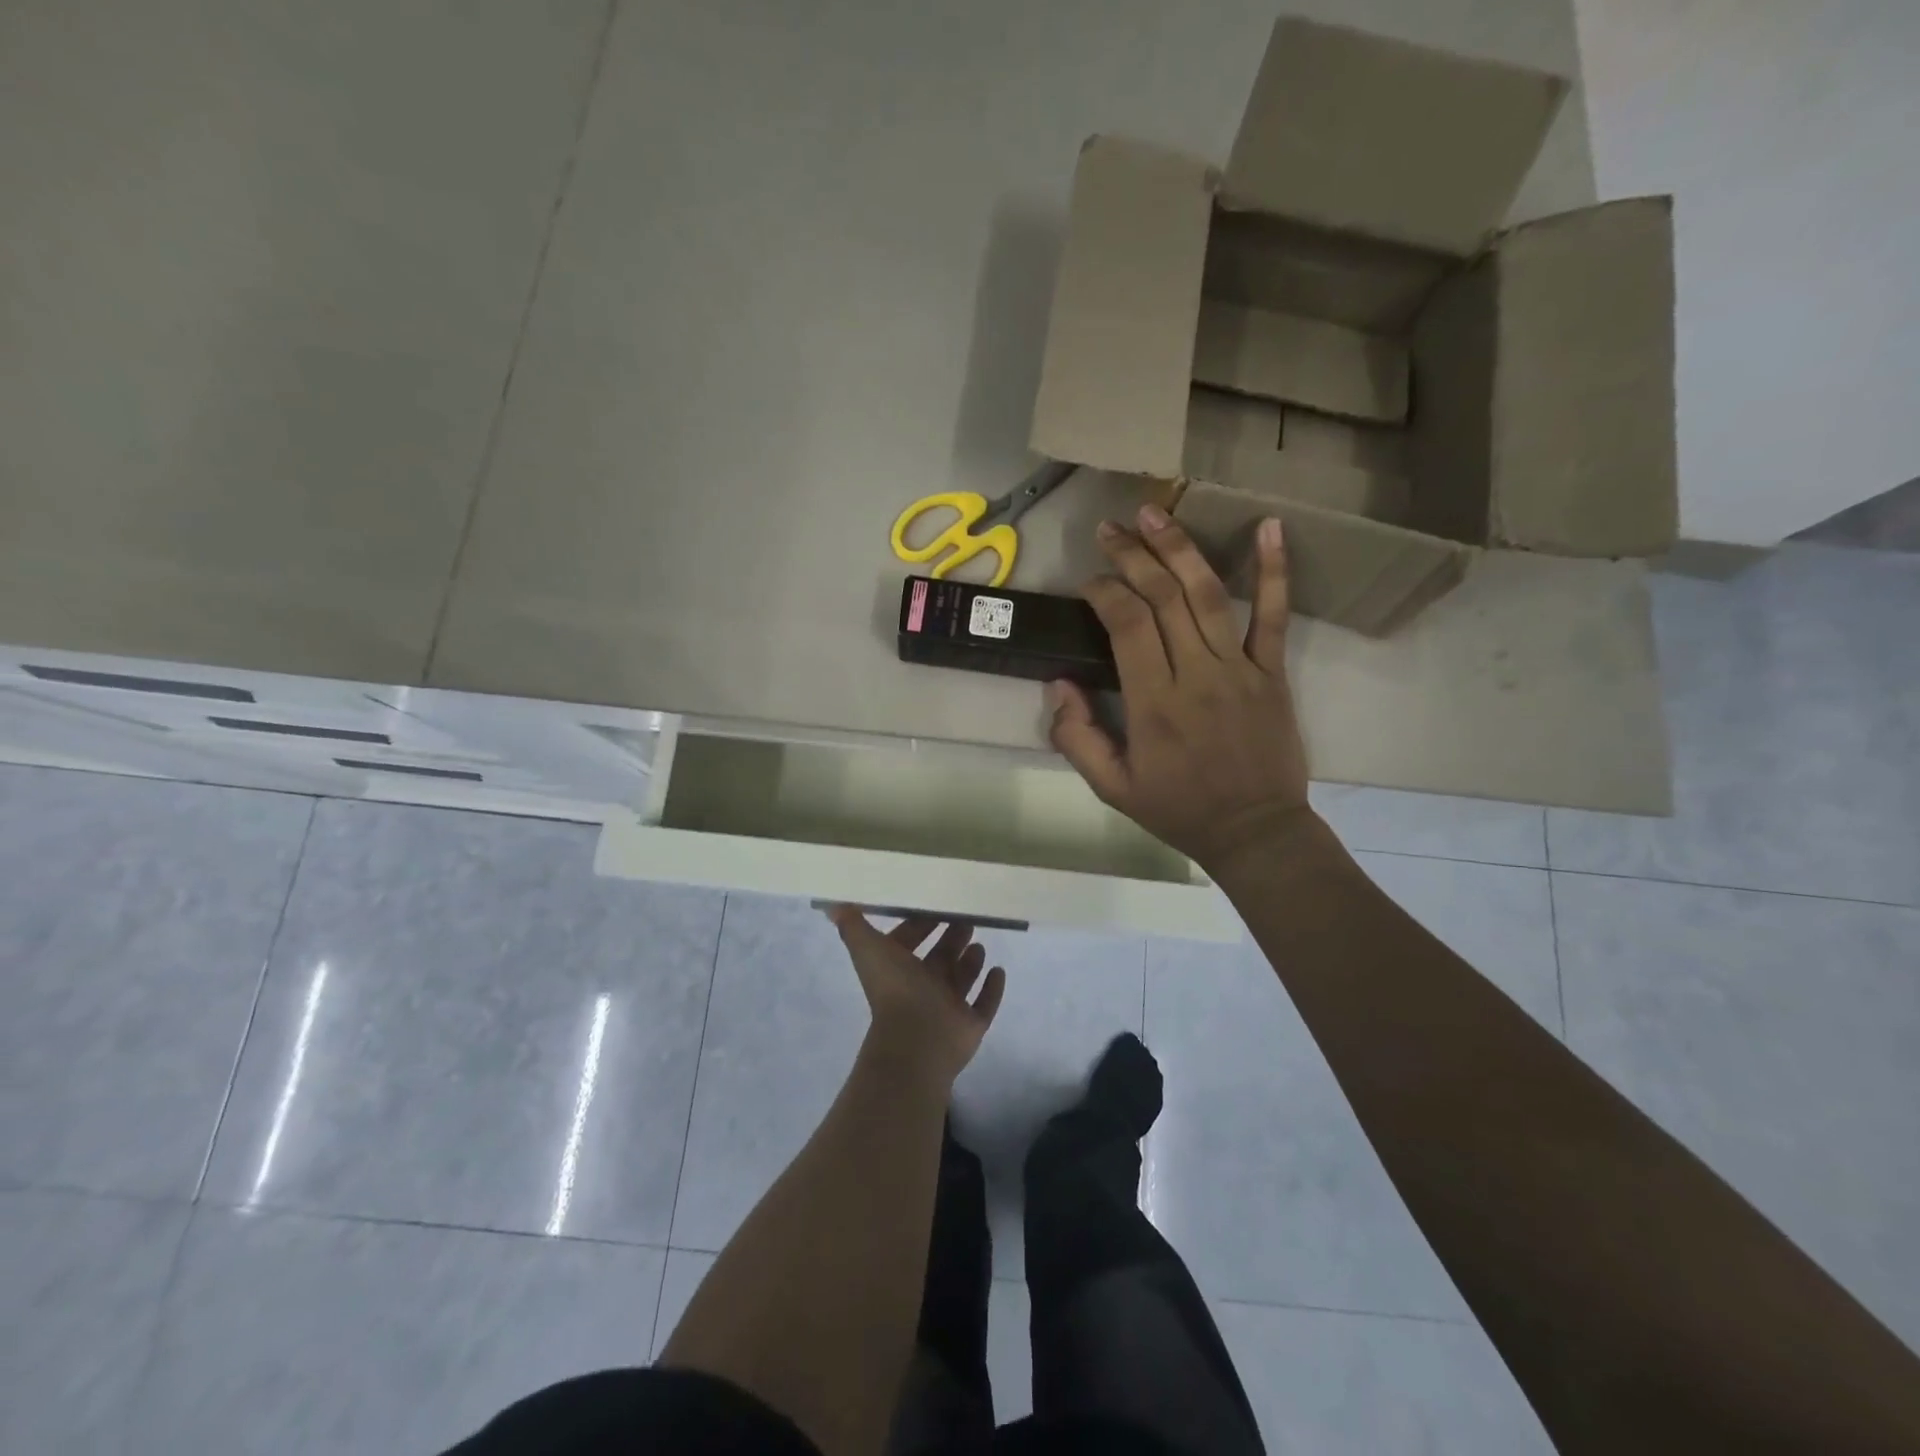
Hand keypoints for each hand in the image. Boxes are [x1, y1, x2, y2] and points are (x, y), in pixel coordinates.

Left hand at [827, 909, 1006, 1086]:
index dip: (919, 924)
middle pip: (939, 959)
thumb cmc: (895, 989)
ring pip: (961, 980)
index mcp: (899, 969)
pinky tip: (999, 970)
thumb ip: (852, 925)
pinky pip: (984, 1005)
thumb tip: (832, 903)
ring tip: (980, 944)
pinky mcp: (970, 1025)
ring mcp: (948, 1008)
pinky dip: (992, 989)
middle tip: (967, 918)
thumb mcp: (868, 949)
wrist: (917, 1039)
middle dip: (951, 939)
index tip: (937, 904)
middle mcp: (923, 988)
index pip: (909, 942)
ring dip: (970, 963)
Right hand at [1047, 503, 1311, 873]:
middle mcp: (1195, 676)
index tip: (1089, 582)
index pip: (1128, 626)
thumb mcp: (1112, 788)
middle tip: (1110, 527)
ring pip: (1208, 595)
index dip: (1105, 592)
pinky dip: (1274, 570)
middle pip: (1163, 598)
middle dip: (1133, 556)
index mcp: (1154, 704)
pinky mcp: (1272, 672)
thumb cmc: (1179, 810)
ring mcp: (1239, 669)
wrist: (1255, 831)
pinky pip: (1274, 616)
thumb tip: (1057, 685)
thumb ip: (1077, 738)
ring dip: (1180, 548)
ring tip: (1156, 512)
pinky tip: (1270, 526)